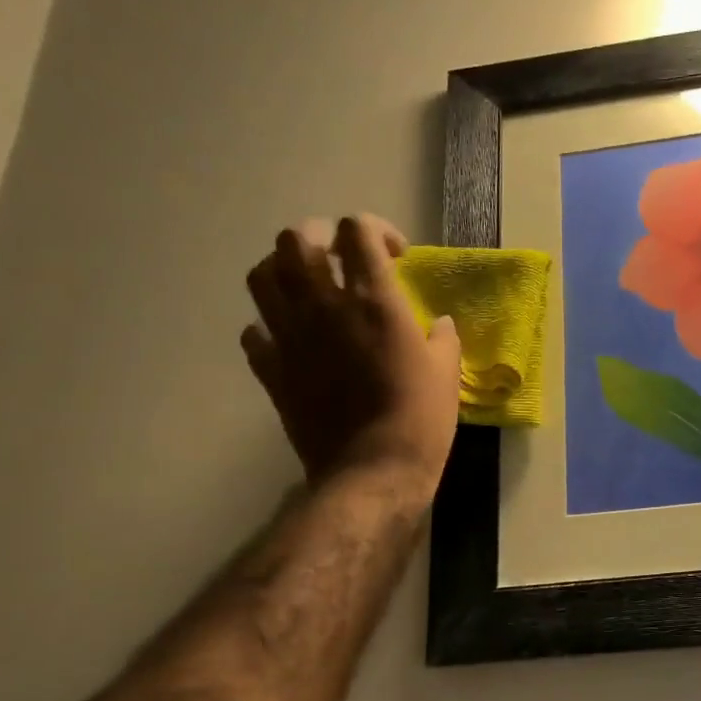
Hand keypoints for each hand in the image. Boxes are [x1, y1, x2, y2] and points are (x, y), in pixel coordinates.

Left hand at [242, 215, 462, 491]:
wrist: (373, 469)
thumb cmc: (421, 417)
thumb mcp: (446, 372)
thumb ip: (442, 338)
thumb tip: (438, 324)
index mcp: (373, 300)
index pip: (358, 231)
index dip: (376, 230)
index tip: (395, 255)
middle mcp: (323, 306)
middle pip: (297, 239)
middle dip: (321, 237)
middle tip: (341, 258)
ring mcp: (290, 336)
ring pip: (262, 276)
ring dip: (283, 270)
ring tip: (306, 286)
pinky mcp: (271, 369)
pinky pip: (253, 332)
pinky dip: (268, 326)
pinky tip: (290, 338)